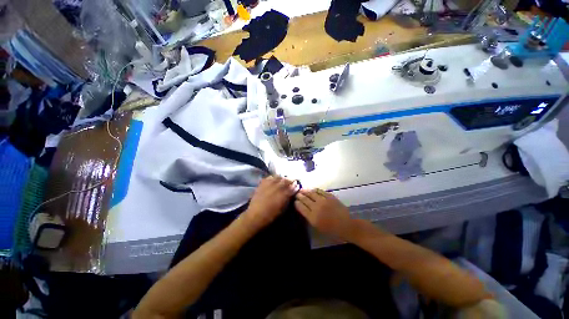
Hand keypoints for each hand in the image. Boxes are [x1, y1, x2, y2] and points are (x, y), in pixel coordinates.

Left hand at [243, 176, 296, 229]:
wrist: (255, 215)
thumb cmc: (271, 215)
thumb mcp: (283, 209)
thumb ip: (288, 199)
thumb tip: (291, 193)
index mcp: (285, 194)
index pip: (293, 186)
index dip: (296, 185)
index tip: (297, 185)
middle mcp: (278, 187)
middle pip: (287, 179)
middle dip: (290, 180)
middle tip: (291, 181)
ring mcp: (270, 184)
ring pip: (278, 177)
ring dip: (282, 178)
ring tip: (282, 180)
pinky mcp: (262, 183)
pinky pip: (270, 177)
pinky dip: (273, 178)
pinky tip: (273, 180)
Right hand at [294, 189, 352, 239]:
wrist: (347, 225)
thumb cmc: (332, 230)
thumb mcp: (318, 227)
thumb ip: (309, 217)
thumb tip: (303, 209)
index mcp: (313, 217)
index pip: (301, 207)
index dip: (296, 203)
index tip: (295, 201)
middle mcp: (316, 207)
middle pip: (305, 199)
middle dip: (299, 195)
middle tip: (297, 194)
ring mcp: (323, 200)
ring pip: (311, 193)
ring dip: (305, 191)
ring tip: (302, 190)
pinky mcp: (329, 196)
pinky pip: (319, 191)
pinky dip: (314, 189)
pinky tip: (312, 190)